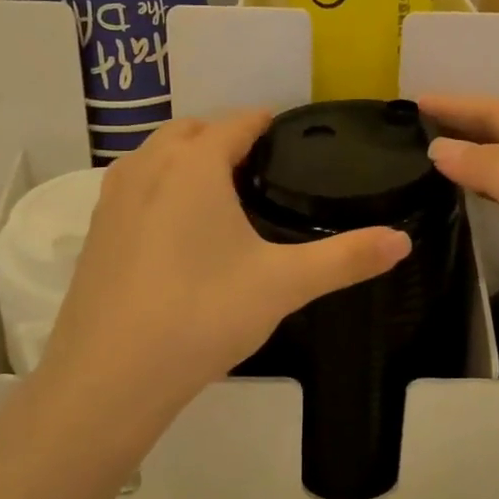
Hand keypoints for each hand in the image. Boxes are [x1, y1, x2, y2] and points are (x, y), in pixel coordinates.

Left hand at [33, 111, 411, 433]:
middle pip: (192, 130)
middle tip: (260, 167)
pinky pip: (134, 187)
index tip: (291, 136)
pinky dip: (159, 188)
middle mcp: (149, 167)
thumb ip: (345, 258)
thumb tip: (402, 240)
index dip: (267, 123)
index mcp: (195, 164)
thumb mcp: (283, 284)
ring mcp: (113, 198)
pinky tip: (177, 231)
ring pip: (156, 156)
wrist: (109, 376)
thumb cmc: (202, 314)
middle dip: (225, 136)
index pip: (238, 122)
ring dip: (186, 158)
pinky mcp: (95, 232)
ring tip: (220, 192)